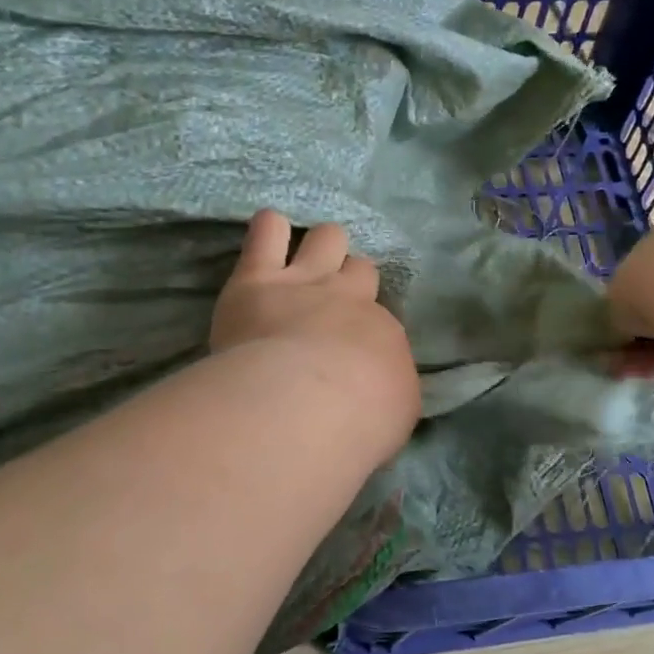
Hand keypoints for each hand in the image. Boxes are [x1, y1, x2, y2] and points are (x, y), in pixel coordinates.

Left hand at [210, 210, 420, 446]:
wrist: (308, 405)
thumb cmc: (357, 424)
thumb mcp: (395, 418)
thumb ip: (389, 395)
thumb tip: (380, 394)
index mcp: (384, 335)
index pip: (380, 321)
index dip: (365, 331)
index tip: (352, 352)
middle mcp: (350, 299)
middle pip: (360, 269)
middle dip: (349, 279)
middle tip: (330, 302)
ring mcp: (305, 282)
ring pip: (326, 238)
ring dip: (319, 247)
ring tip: (304, 261)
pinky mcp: (258, 278)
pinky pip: (268, 232)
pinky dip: (269, 229)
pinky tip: (266, 235)